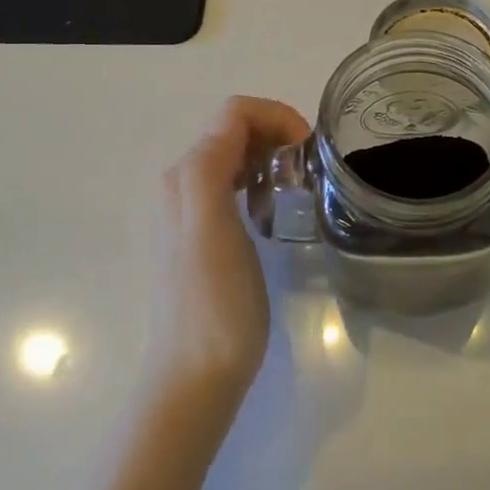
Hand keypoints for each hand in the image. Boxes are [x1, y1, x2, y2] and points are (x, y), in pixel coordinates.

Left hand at [149, 96, 310, 416]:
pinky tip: (273, 210)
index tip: (308, 148)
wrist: (194, 376)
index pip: (234, 112)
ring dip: (270, 156)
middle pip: (234, 129)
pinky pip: (233, 184)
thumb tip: (238, 122)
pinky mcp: (202, 234)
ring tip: (296, 186)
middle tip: (308, 167)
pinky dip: (260, 181)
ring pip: (235, 155)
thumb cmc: (214, 303)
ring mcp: (189, 210)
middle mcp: (181, 183)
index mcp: (186, 175)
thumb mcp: (212, 226)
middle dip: (276, 133)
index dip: (276, 115)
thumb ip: (214, 164)